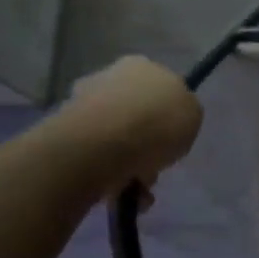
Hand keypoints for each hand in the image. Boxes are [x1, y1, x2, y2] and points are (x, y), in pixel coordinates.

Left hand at [57, 56, 203, 195]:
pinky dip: (109, 175)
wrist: (105, 144)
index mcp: (142, 66)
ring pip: (116, 138)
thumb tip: (170, 121)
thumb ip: (183, 113)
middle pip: (135, 113)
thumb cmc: (159, 123)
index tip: (172, 137)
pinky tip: (119, 191)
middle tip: (155, 167)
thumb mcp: (194, 114)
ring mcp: (83, 103)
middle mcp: (109, 76)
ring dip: (130, 165)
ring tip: (139, 189)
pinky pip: (96, 157)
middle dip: (146, 143)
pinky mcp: (64, 132)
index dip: (168, 114)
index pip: (159, 87)